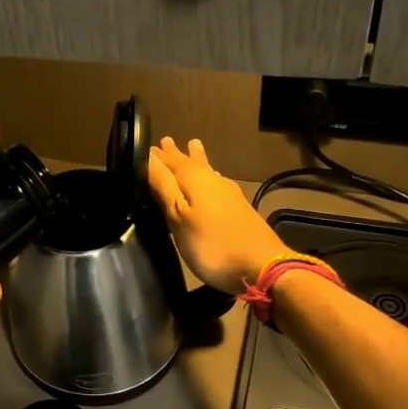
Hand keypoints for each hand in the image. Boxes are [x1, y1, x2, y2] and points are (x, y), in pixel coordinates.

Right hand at [146, 137, 284, 294]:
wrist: (262, 266)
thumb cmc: (211, 244)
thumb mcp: (178, 216)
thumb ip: (163, 186)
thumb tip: (147, 157)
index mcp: (194, 178)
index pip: (170, 160)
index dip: (156, 155)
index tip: (145, 147)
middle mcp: (213, 180)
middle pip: (191, 162)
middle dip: (177, 153)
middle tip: (166, 142)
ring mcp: (229, 194)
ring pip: (207, 170)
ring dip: (196, 160)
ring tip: (192, 146)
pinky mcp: (239, 209)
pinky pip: (217, 183)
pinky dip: (209, 177)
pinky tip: (213, 180)